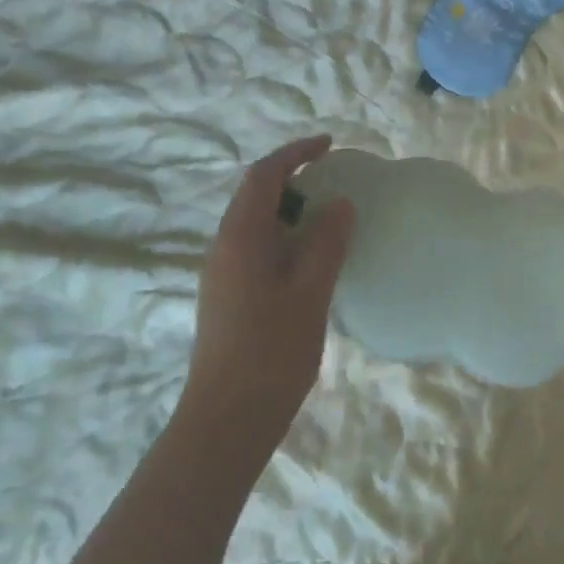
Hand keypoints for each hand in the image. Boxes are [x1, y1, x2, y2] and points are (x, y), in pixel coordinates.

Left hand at [185, 136, 354, 458]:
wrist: (227, 417)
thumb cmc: (271, 351)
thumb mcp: (310, 292)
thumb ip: (326, 243)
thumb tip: (340, 203)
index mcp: (239, 237)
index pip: (263, 176)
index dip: (295, 153)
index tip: (329, 146)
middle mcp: (224, 247)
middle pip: (255, 195)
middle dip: (292, 178)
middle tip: (334, 179)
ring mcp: (223, 273)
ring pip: (256, 224)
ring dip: (290, 210)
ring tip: (329, 216)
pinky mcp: (228, 295)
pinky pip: (257, 247)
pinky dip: (285, 237)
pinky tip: (312, 259)